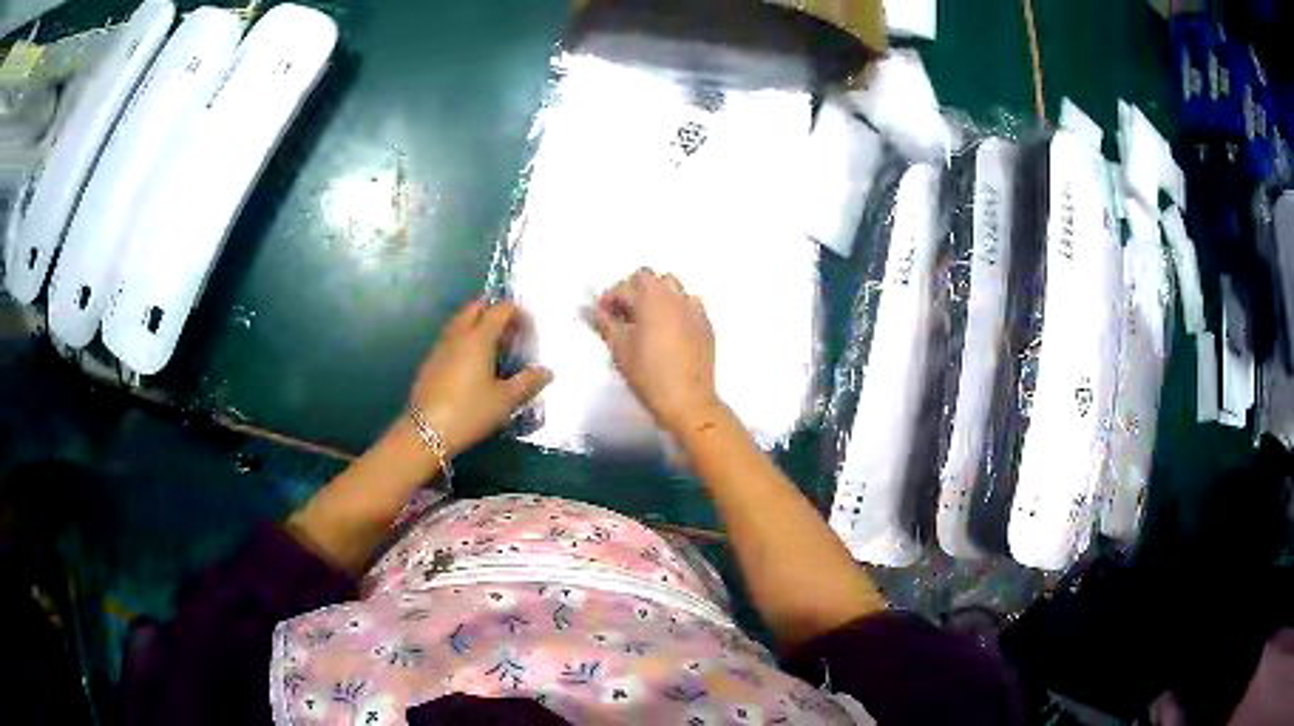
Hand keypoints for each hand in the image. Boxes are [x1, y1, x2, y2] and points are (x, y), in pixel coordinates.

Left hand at [409, 300, 552, 455]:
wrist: (426, 432)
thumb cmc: (469, 412)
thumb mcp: (504, 401)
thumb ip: (527, 382)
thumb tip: (546, 372)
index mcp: (479, 338)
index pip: (501, 309)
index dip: (518, 313)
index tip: (529, 331)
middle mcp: (458, 335)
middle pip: (476, 307)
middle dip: (495, 312)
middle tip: (510, 334)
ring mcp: (441, 346)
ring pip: (461, 322)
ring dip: (478, 325)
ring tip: (494, 349)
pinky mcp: (431, 361)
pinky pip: (451, 338)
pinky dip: (465, 340)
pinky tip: (473, 365)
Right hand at [592, 268, 722, 435]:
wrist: (687, 401)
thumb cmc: (648, 374)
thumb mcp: (619, 349)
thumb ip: (605, 323)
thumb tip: (591, 309)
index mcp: (652, 299)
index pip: (625, 285)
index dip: (610, 297)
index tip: (603, 315)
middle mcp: (676, 297)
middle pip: (652, 279)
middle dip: (634, 291)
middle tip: (623, 316)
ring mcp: (695, 310)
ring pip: (673, 288)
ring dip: (657, 297)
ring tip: (646, 321)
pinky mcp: (706, 326)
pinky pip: (690, 305)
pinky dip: (677, 310)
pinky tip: (669, 331)